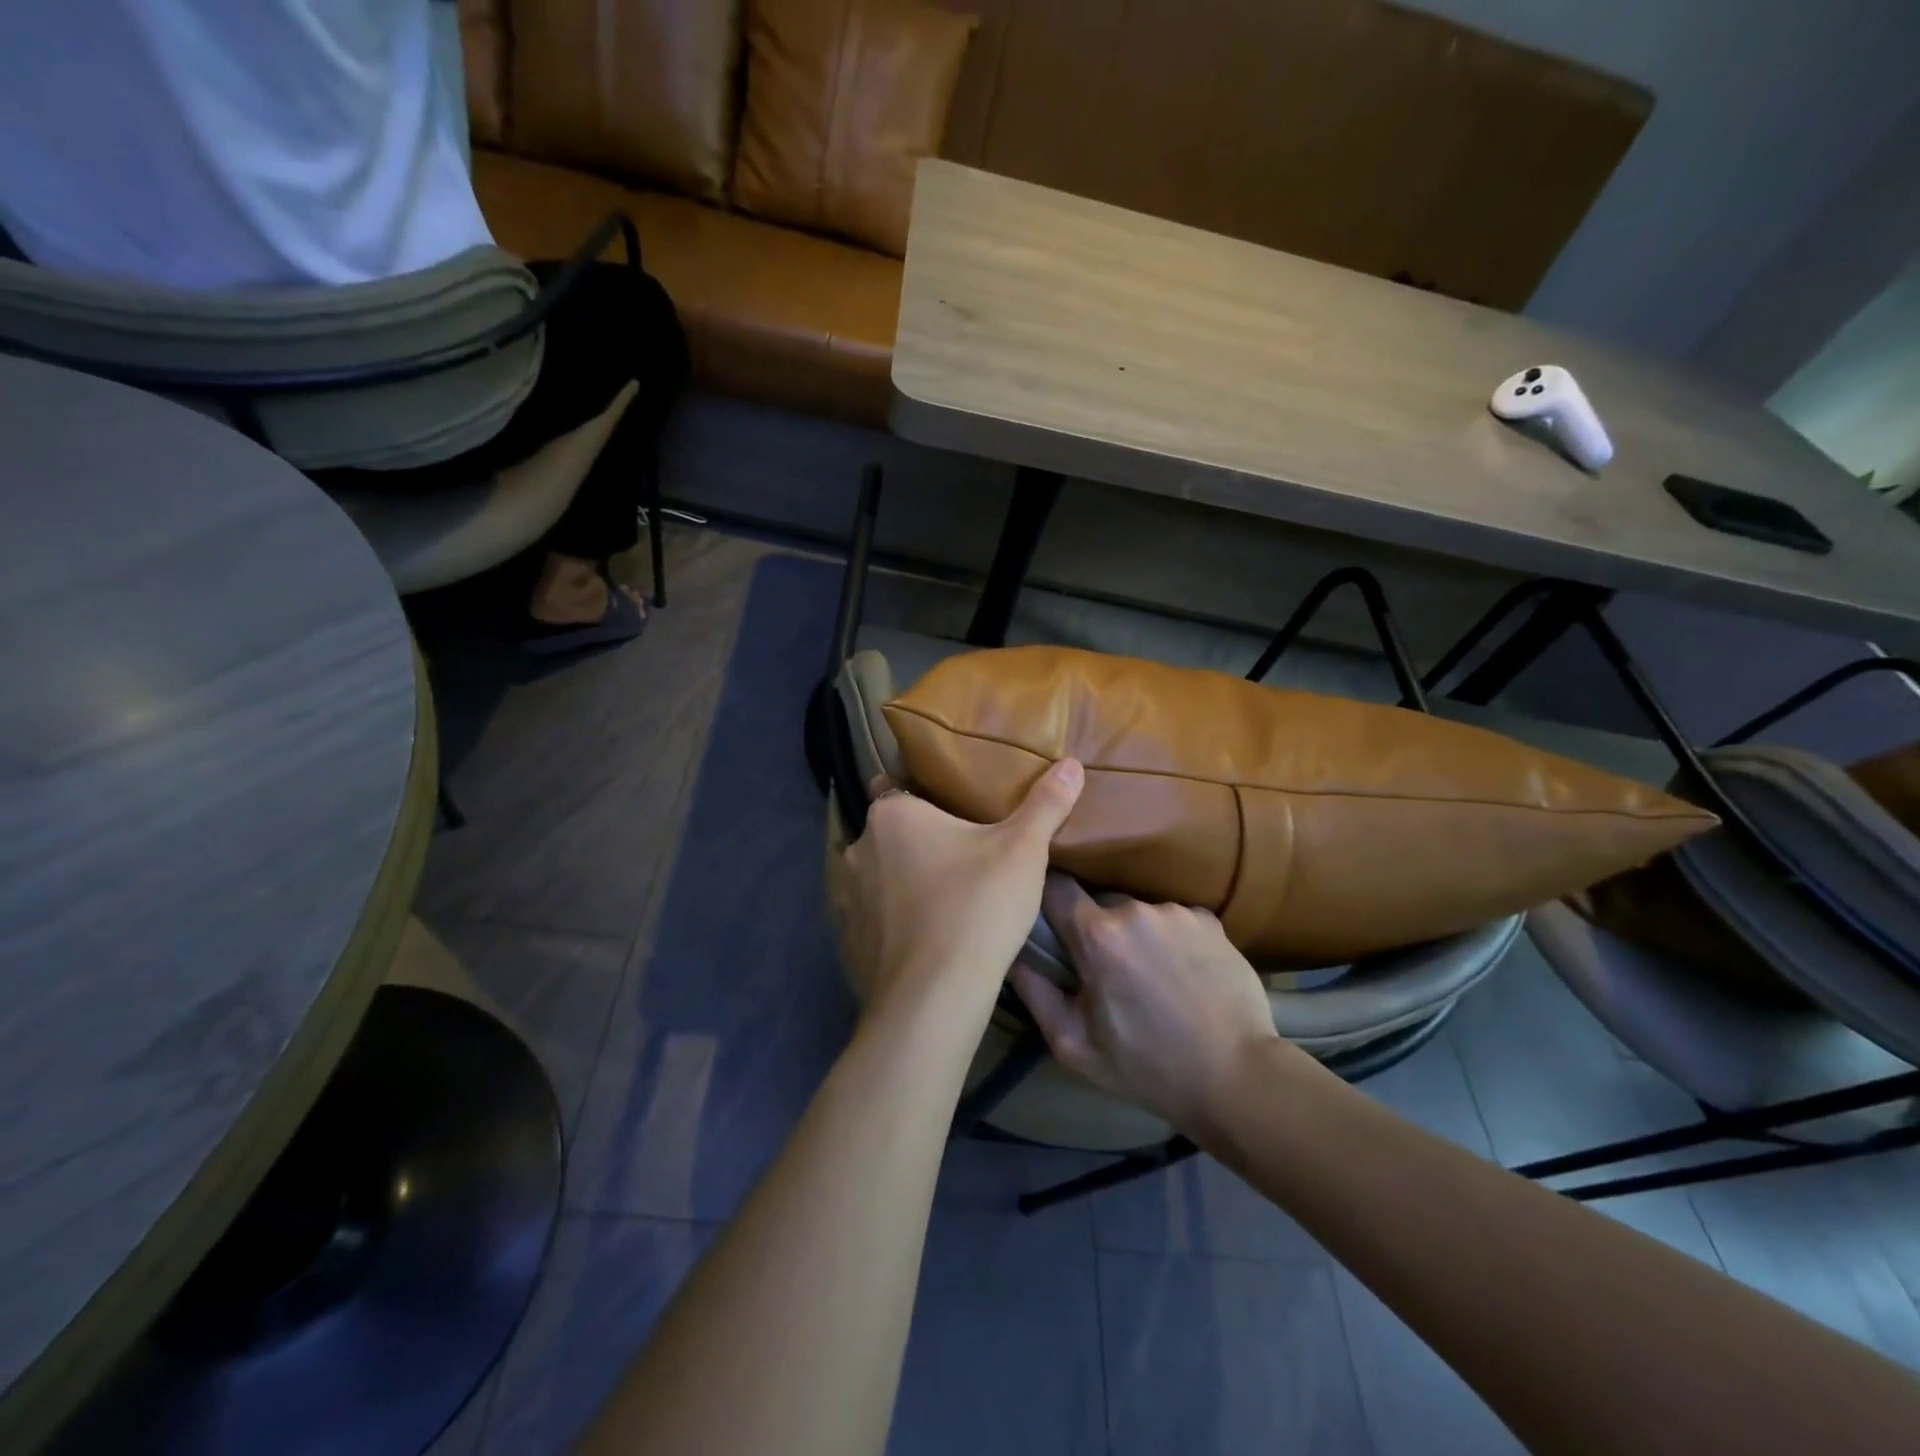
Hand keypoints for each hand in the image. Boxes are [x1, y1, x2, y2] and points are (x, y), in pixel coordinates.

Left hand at [834, 759, 1083, 1018]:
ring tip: (946, 895)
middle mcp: (859, 848)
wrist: (936, 996)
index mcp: (893, 815)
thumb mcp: (1023, 850)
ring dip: (902, 880)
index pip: (898, 788)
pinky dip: (894, 919)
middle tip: (961, 854)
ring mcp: (848, 896)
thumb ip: (1046, 804)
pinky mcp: (850, 938)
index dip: (923, 798)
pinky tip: (927, 934)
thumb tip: (1072, 764)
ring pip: (880, 875)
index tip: (951, 811)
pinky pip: (875, 916)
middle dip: (917, 841)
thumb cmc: (977, 906)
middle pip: (891, 833)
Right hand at [1011, 875, 1288, 1133]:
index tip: (1045, 916)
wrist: (1236, 1078)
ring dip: (1135, 936)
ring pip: (1138, 912)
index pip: (1055, 886)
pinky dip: (1170, 940)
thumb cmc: (1145, 1067)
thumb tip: (1011, 953)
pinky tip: (1183, 975)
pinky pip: (1173, 920)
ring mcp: (1176, 912)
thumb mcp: (1073, 1043)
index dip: (1045, 897)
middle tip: (1105, 971)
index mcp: (1097, 935)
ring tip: (1150, 978)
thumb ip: (1034, 991)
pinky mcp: (1209, 920)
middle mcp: (1135, 909)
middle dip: (1095, 930)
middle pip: (1098, 903)